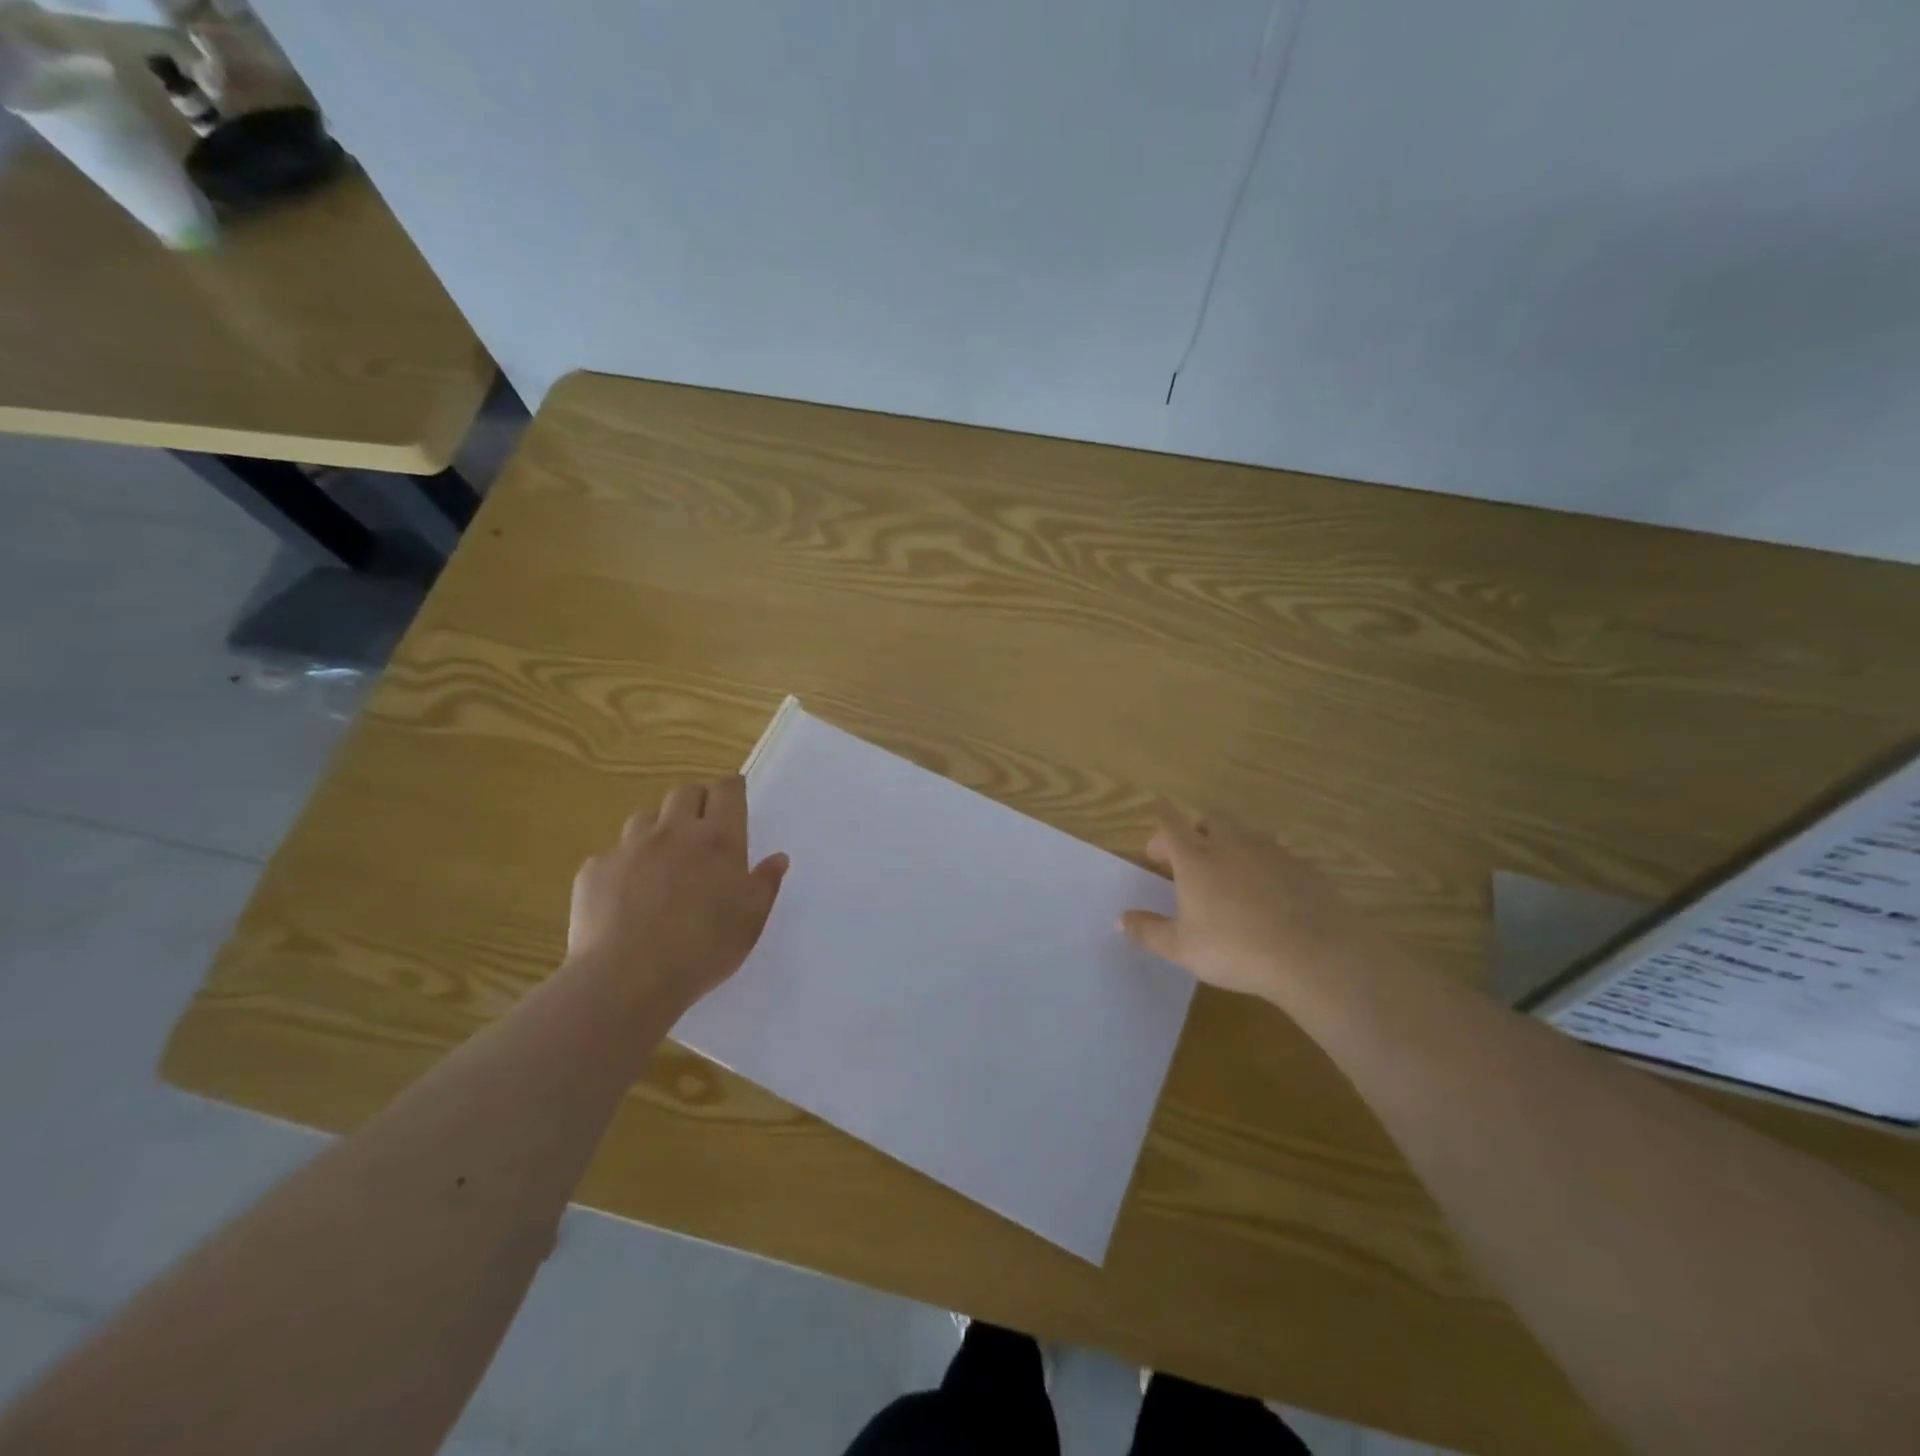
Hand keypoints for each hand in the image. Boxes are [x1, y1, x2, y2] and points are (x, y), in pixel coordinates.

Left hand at [567, 776, 788, 1016]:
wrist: (626, 979)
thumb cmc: (702, 950)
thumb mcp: (750, 922)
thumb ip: (765, 884)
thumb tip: (777, 858)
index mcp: (718, 840)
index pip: (726, 790)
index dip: (731, 788)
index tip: (734, 797)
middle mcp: (674, 831)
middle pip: (684, 792)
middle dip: (696, 801)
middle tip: (702, 829)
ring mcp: (630, 847)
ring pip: (646, 817)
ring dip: (659, 828)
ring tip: (663, 860)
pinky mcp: (595, 869)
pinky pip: (613, 853)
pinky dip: (625, 864)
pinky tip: (627, 895)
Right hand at [1120, 806, 1389, 1006]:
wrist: (1314, 956)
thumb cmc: (1235, 949)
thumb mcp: (1181, 948)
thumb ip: (1148, 931)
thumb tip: (1120, 919)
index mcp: (1196, 857)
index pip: (1170, 823)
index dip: (1159, 831)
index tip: (1155, 852)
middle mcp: (1231, 843)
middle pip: (1209, 820)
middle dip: (1197, 833)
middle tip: (1192, 865)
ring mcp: (1271, 851)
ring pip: (1245, 834)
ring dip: (1232, 847)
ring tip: (1231, 881)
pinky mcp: (1304, 866)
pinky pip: (1277, 856)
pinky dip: (1266, 867)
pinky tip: (1269, 898)